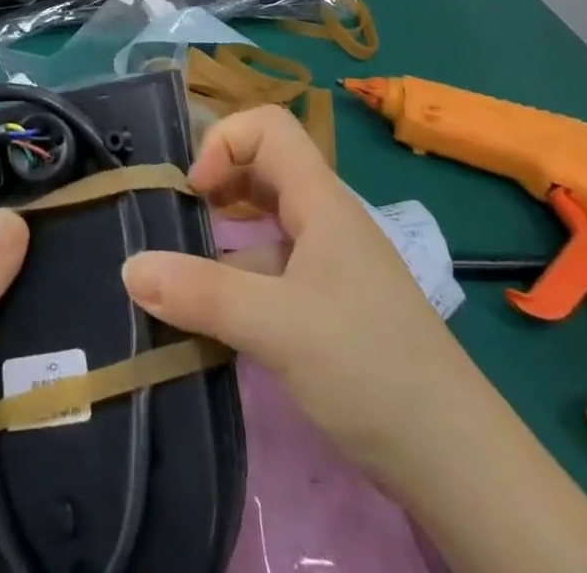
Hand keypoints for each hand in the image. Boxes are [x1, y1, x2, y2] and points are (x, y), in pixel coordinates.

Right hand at [120, 106, 456, 495]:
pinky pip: (274, 270)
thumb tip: (128, 267)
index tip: (196, 191)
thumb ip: (201, 295)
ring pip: (267, 224)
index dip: (225, 141)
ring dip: (224, 236)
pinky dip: (239, 280)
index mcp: (321, 200)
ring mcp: (330, 264)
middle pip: (264, 168)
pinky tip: (215, 319)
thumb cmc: (370, 366)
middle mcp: (325, 219)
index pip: (270, 125)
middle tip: (179, 219)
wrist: (458, 461)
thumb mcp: (276, 326)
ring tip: (183, 270)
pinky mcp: (330, 306)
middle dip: (217, 182)